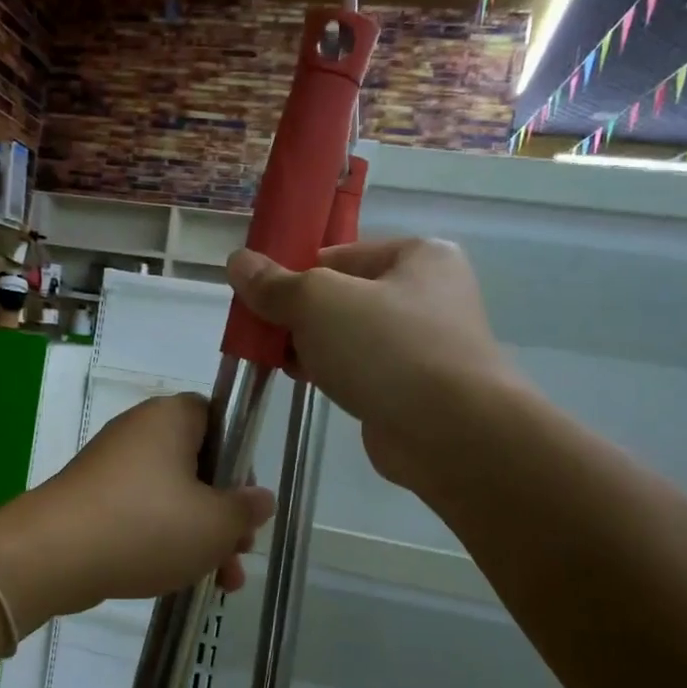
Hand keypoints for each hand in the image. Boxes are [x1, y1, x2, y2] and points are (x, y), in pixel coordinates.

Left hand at [0, 395, 274, 627]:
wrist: (52, 555)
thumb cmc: (146, 526)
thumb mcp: (214, 524)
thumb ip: (246, 510)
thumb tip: (260, 499)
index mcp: (172, 418)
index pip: (221, 419)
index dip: (241, 461)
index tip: (247, 502)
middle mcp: (140, 431)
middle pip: (199, 465)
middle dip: (224, 513)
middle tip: (239, 551)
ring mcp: (112, 466)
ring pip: (172, 496)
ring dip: (200, 535)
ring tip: (222, 581)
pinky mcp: (93, 498)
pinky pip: (141, 512)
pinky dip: (163, 539)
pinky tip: (180, 577)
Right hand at [227, 238, 512, 494]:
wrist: (449, 433)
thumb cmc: (386, 348)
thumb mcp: (318, 302)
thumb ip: (275, 284)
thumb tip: (237, 262)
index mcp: (419, 256)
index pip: (339, 254)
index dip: (295, 274)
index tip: (261, 299)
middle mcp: (429, 295)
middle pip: (343, 296)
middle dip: (300, 316)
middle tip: (264, 335)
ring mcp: (426, 345)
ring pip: (350, 337)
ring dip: (312, 347)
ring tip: (277, 361)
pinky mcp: (415, 389)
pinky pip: (363, 370)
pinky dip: (334, 374)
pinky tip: (306, 383)